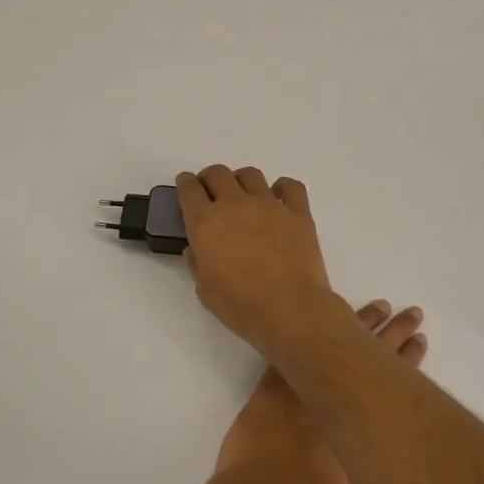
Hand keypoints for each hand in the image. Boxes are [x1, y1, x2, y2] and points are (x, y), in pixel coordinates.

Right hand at [176, 166, 340, 356]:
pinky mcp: (298, 213)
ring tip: (243, 196)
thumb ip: (197, 263)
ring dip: (241, 181)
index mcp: (206, 223)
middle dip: (210, 179)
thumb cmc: (240, 305)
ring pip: (251, 174)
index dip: (185, 184)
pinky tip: (279, 199)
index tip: (186, 186)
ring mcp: (270, 205)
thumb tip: (196, 249)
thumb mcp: (205, 290)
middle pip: (218, 173)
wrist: (290, 310)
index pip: (189, 189)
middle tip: (211, 193)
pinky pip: (290, 186)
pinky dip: (282, 188)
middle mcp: (235, 205)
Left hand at [209, 299, 426, 483]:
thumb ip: (381, 482)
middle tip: (413, 314)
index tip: (421, 338)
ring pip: (337, 342)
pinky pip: (294, 347)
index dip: (408, 358)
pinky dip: (308, 330)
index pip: (392, 379)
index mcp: (361, 421)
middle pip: (372, 354)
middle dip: (395, 333)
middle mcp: (336, 396)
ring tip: (380, 307)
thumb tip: (397, 470)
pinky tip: (322, 315)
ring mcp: (303, 384)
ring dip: (361, 323)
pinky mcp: (274, 384)